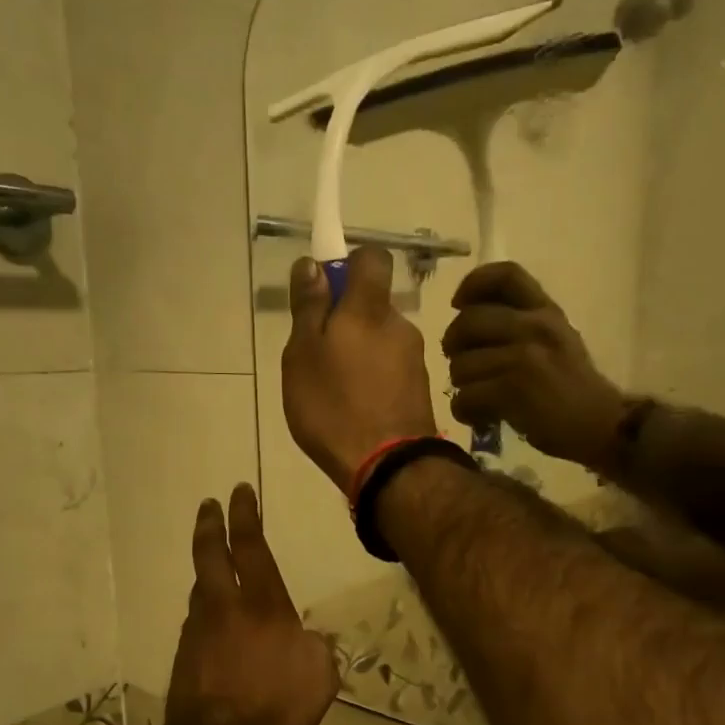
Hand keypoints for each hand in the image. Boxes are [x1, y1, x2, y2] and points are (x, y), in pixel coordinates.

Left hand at [163, 484, 338, 724]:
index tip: (239, 492)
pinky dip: (205, 613)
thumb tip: (306, 638)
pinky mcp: (184, 657)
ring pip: (199, 588)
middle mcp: (224, 607)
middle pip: (209, 554)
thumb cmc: (277, 704)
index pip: (250, 545)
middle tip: (208, 505)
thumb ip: (316, 647)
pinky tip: (213, 626)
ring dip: (206, 571)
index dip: (244, 515)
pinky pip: (196, 623)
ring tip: (213, 567)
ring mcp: (198, 631)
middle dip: (209, 525)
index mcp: (262, 603)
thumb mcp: (320, 674)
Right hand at [282, 247, 439, 493]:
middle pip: (372, 307)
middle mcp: (400, 325)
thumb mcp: (303, 356)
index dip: (349, 266)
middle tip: (318, 357)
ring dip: (359, 354)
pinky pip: (391, 370)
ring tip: (335, 391)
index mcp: (369, 309)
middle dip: (347, 322)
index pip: (372, 259)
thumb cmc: (334, 407)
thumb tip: (312, 264)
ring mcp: (415, 359)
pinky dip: (373, 379)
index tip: (325, 293)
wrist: (388, 466)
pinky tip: (357, 409)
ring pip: (381, 341)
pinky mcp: (421, 390)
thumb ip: (308, 308)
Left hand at [443, 263, 628, 471]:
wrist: (601, 425)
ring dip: (462, 386)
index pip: (505, 275)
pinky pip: (465, 397)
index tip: (458, 303)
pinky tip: (480, 417)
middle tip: (460, 364)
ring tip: (478, 398)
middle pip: (468, 321)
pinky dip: (465, 411)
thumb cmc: (574, 387)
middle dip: (453, 345)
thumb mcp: (557, 339)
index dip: (473, 284)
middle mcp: (535, 326)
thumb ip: (521, 323)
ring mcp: (523, 358)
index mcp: (545, 310)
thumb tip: (469, 320)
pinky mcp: (513, 390)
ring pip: (461, 365)